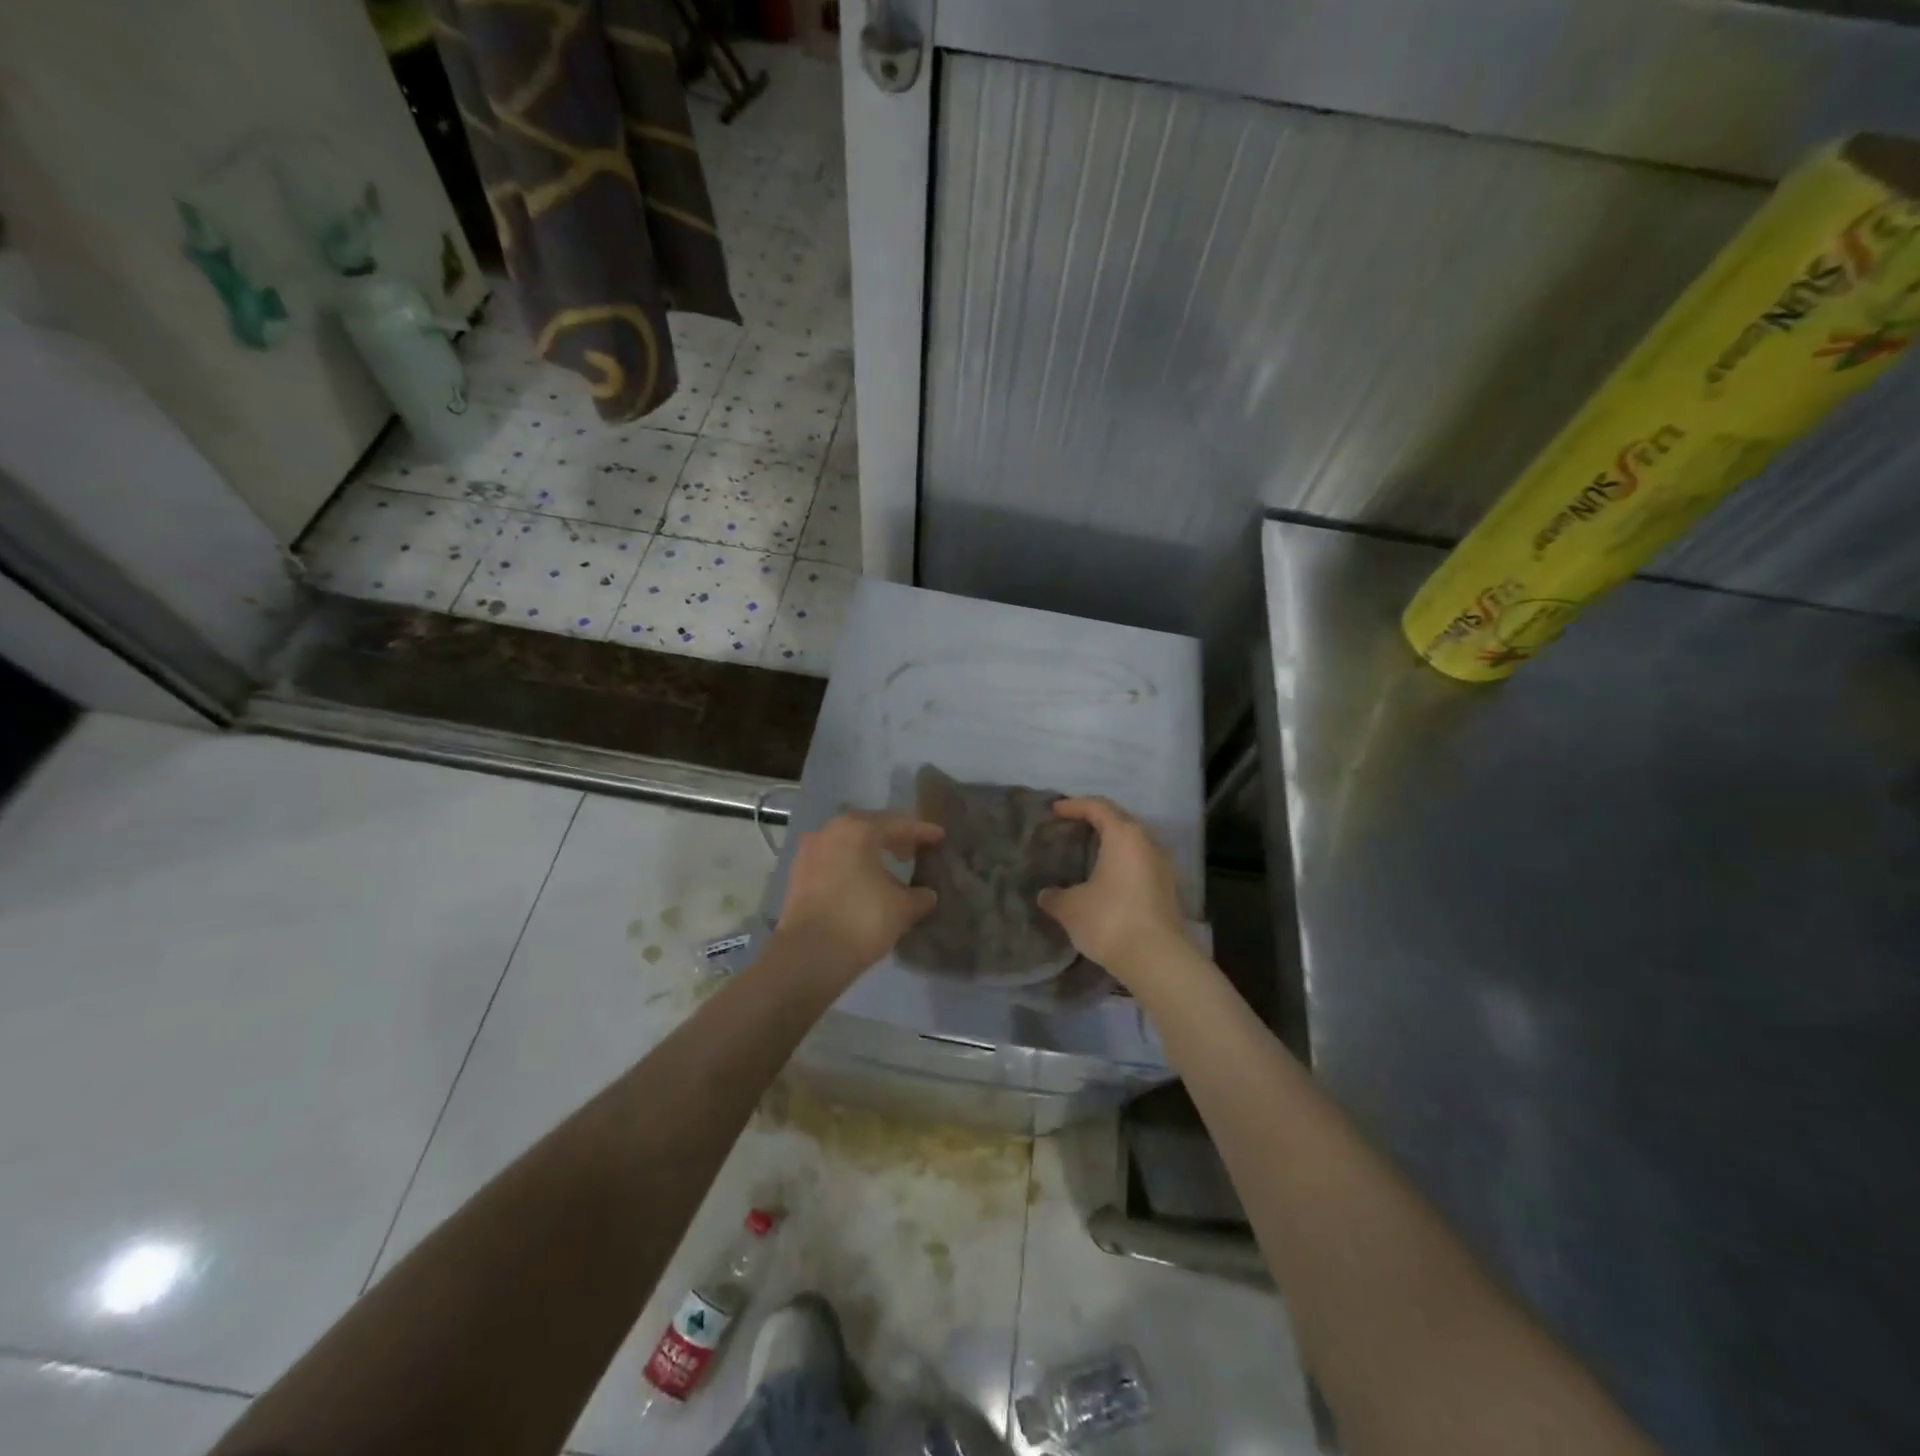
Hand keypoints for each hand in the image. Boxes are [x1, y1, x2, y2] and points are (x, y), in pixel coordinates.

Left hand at [775, 811, 943, 979]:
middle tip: (914, 852)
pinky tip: (864, 885)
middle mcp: (830, 832)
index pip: (899, 824)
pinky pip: (833, 861)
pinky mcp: (798, 875)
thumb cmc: (861, 920)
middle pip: (870, 828)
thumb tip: (926, 895)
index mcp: (858, 829)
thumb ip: (920, 896)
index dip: (922, 832)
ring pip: (848, 844)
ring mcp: (809, 852)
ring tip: (891, 871)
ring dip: (870, 853)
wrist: (808, 956)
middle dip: (894, 839)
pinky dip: (851, 867)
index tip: (940, 837)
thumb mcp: (903, 908)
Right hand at [1037, 797, 1187, 987]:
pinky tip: (1107, 880)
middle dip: (1095, 820)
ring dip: (1112, 844)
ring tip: (1088, 854)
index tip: (1055, 811)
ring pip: (1134, 844)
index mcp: (1124, 835)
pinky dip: (1122, 864)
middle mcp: (1148, 843)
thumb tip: (1046, 895)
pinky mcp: (1169, 890)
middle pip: (1120, 820)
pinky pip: (1141, 864)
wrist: (1158, 960)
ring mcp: (1163, 867)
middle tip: (1071, 828)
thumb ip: (1055, 896)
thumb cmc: (1110, 920)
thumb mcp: (1071, 908)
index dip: (1074, 805)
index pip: (1098, 806)